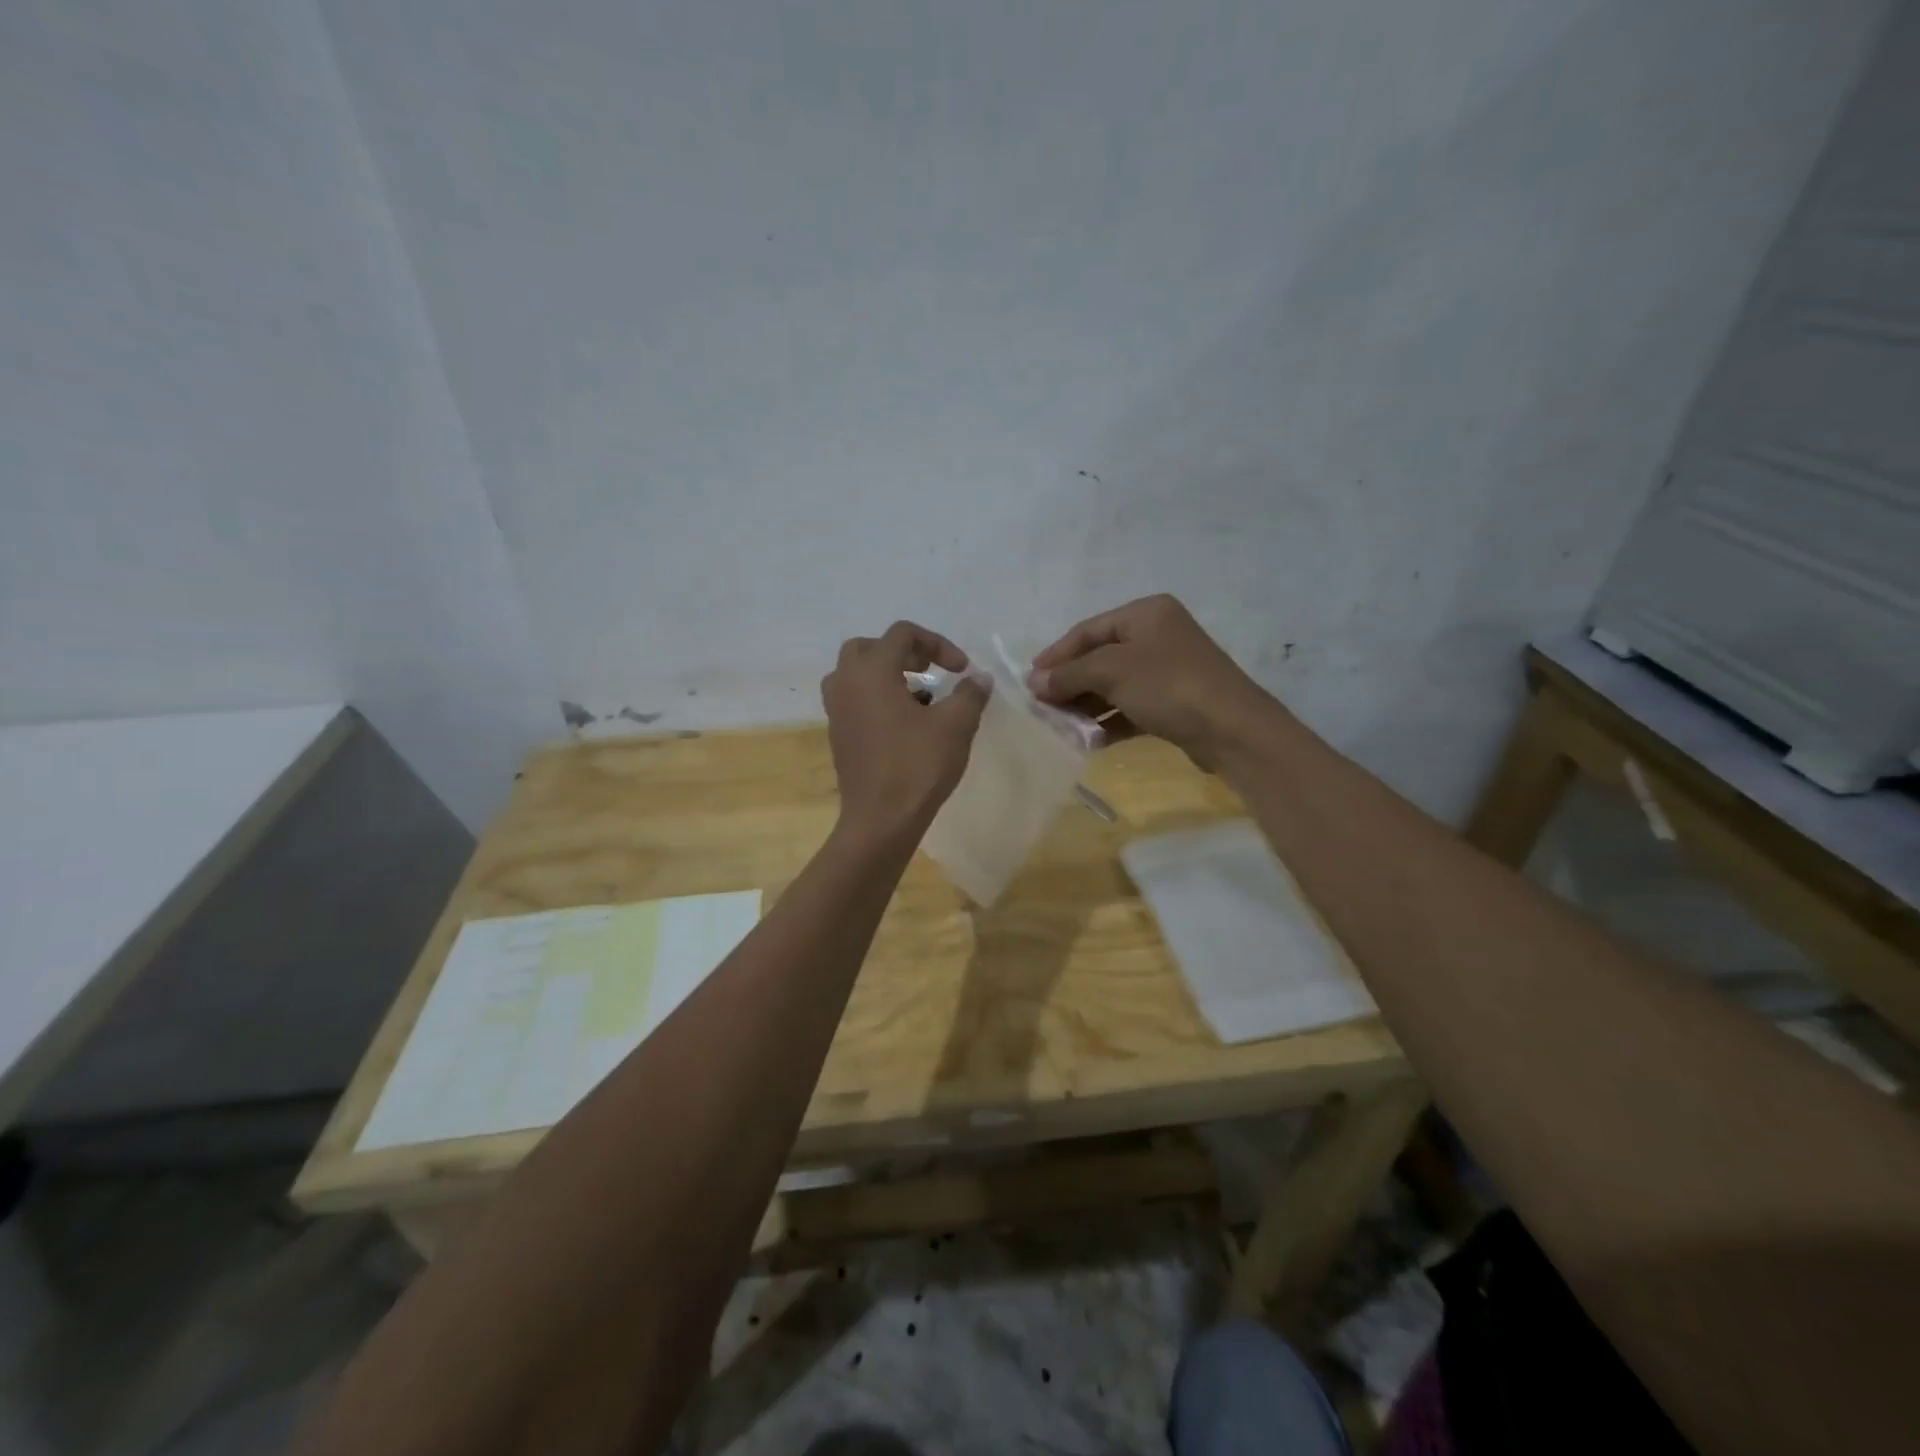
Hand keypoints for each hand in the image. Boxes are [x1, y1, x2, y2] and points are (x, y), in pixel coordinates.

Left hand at [821, 621, 989, 841]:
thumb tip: (979, 678)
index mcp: (871, 672)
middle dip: (904, 652)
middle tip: (930, 669)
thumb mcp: (955, 725)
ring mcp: (836, 710)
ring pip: (856, 673)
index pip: (902, 634)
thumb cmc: (917, 766)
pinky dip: (876, 696)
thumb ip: (970, 694)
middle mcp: (845, 683)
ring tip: (918, 694)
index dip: (937, 643)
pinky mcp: (838, 734)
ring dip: (887, 674)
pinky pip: (854, 699)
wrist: (881, 820)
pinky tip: (904, 722)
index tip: (961, 669)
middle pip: (870, 647)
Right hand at [1027, 594, 1283, 767]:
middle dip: (1070, 682)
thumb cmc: (1168, 686)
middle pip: (1100, 657)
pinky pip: (1131, 707)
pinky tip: (1090, 739)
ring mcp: (1167, 671)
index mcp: (1145, 614)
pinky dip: (1110, 721)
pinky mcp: (1174, 703)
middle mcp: (1157, 635)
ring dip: (1086, 705)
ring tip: (1060, 726)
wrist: (1232, 730)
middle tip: (1042, 706)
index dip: (1056, 655)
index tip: (1030, 681)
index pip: (1087, 630)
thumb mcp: (1112, 672)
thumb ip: (1069, 674)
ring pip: (1114, 685)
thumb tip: (1034, 683)